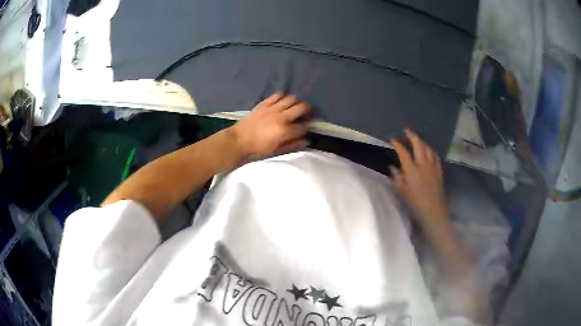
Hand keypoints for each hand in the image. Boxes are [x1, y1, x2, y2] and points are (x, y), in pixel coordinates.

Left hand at [231, 93, 311, 156]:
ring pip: (291, 98)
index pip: (303, 126)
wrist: (240, 139)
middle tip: (307, 112)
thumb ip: (293, 144)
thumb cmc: (259, 147)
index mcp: (284, 131)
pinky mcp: (264, 103)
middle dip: (308, 109)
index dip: (308, 126)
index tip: (308, 125)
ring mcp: (272, 108)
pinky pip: (278, 95)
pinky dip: (283, 97)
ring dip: (296, 102)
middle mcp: (281, 117)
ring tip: (295, 106)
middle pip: (301, 107)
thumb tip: (307, 140)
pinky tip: (283, 101)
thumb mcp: (277, 149)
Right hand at [390, 129, 449, 239]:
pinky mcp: (439, 171)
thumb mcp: (403, 193)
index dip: (398, 145)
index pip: (404, 153)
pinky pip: (435, 156)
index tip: (393, 139)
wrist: (434, 212)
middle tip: (407, 130)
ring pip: (428, 149)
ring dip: (422, 142)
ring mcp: (433, 167)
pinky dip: (431, 150)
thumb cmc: (416, 205)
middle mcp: (423, 165)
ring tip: (418, 139)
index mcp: (412, 171)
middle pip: (418, 145)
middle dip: (412, 136)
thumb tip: (393, 168)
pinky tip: (429, 151)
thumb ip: (398, 179)